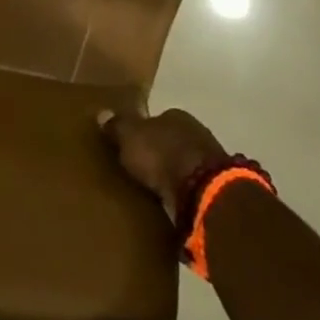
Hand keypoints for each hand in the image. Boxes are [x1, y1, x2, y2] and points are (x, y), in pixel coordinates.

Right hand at [99, 107, 228, 221]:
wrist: (203, 192)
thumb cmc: (162, 155)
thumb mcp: (130, 136)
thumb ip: (117, 126)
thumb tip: (102, 113)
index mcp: (175, 116)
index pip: (155, 120)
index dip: (142, 132)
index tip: (129, 146)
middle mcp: (195, 133)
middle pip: (171, 142)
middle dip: (158, 154)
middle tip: (138, 170)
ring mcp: (210, 163)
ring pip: (183, 166)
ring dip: (172, 177)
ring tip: (152, 192)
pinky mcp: (217, 192)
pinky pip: (192, 190)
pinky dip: (182, 196)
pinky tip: (170, 206)